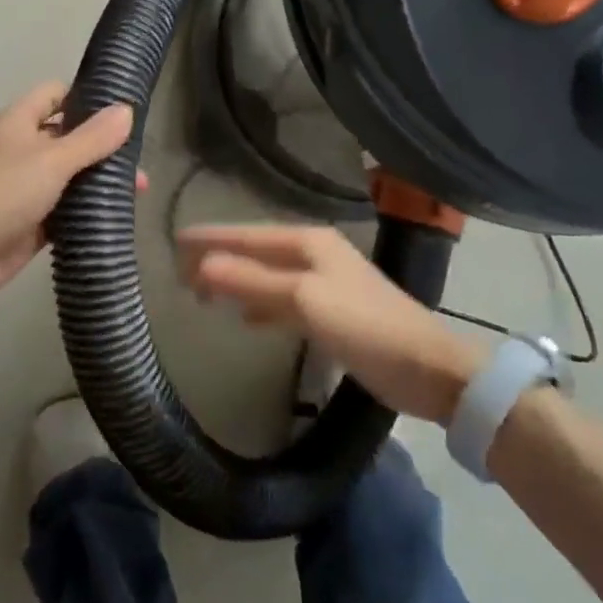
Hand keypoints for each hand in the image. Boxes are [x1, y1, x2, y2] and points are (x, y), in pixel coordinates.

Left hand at [0, 82, 137, 318]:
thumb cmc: (3, 192)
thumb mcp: (52, 159)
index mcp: (19, 121)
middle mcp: (22, 148)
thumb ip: (91, 137)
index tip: (123, 108)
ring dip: (99, 179)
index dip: (86, 96)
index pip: (56, 93)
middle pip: (68, 135)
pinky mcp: (33, 220)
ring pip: (71, 174)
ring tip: (140, 188)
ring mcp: (26, 185)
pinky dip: (87, 209)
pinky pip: (66, 207)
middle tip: (140, 156)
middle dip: (102, 144)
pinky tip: (118, 213)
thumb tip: (127, 109)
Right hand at [178, 224, 488, 422]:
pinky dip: (259, 304)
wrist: (427, 368)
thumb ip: (251, 281)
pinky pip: (282, 300)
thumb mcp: (302, 300)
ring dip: (236, 281)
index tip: (174, 240)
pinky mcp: (331, 312)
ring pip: (267, 275)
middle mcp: (314, 254)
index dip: (211, 237)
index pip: (247, 234)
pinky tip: (245, 318)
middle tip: (180, 271)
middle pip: (256, 251)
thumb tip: (201, 265)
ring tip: (202, 292)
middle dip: (220, 259)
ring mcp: (324, 283)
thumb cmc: (364, 326)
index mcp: (308, 242)